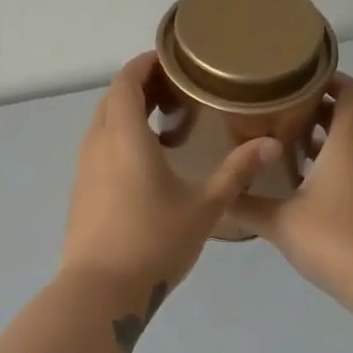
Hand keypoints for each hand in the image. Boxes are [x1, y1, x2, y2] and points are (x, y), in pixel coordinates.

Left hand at [61, 52, 282, 294]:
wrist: (100, 291)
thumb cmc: (154, 241)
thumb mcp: (204, 206)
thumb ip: (237, 172)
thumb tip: (271, 144)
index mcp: (124, 136)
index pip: (126, 80)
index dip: (146, 63)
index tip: (174, 62)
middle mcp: (97, 143)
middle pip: (113, 97)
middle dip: (142, 86)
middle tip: (179, 92)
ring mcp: (84, 167)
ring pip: (104, 123)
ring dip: (130, 113)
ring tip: (167, 125)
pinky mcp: (81, 189)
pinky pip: (99, 146)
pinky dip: (121, 138)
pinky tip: (149, 163)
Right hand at [226, 74, 352, 315]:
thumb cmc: (336, 240)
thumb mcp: (280, 222)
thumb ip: (246, 204)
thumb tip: (217, 194)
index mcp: (349, 145)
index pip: (351, 92)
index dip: (329, 78)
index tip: (297, 77)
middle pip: (346, 118)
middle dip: (314, 110)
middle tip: (274, 111)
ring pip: (349, 147)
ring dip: (320, 142)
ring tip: (280, 147)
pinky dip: (330, 168)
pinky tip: (300, 188)